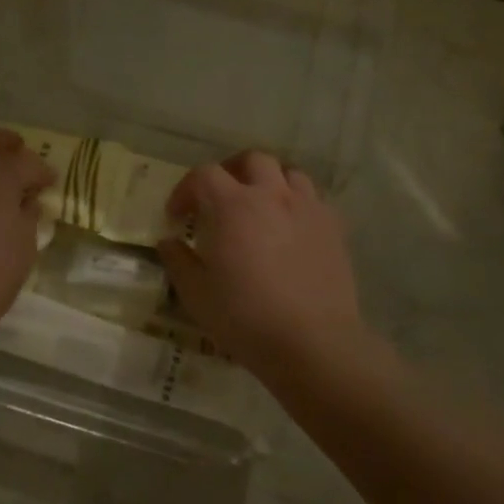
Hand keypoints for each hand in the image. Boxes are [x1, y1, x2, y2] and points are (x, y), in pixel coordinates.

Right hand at [157, 152, 365, 379]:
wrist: (313, 343)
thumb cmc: (246, 317)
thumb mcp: (196, 294)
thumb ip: (178, 261)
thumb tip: (169, 241)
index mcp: (233, 205)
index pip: (203, 175)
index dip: (185, 190)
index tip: (177, 218)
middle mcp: (272, 195)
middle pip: (252, 160)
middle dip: (230, 172)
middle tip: (219, 199)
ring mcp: (308, 209)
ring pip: (289, 174)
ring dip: (269, 183)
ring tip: (259, 208)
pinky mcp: (334, 229)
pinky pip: (314, 200)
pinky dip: (297, 204)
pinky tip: (291, 229)